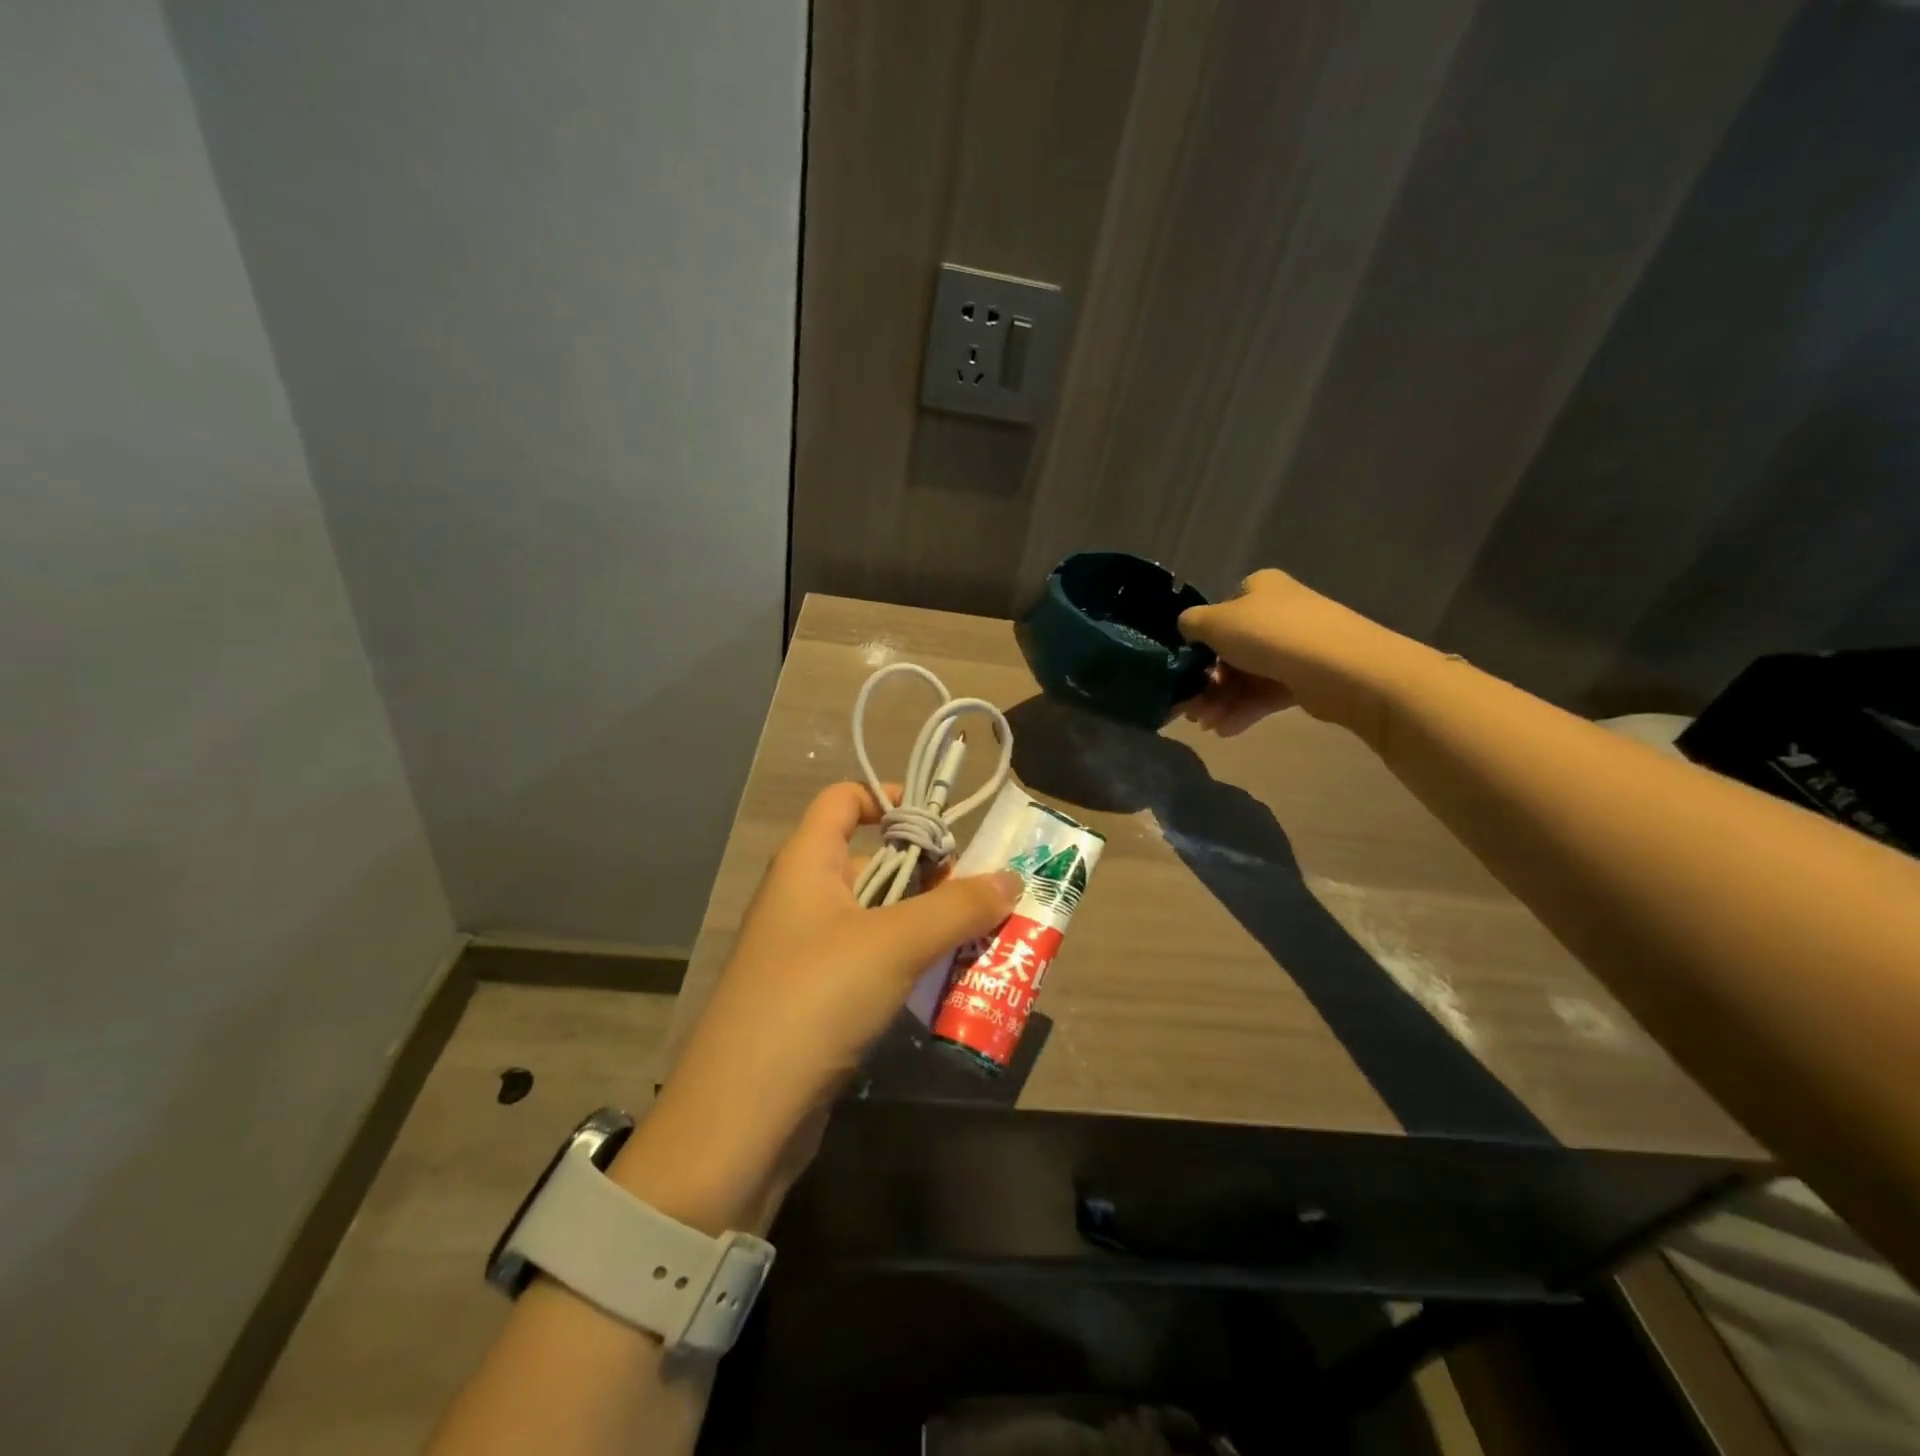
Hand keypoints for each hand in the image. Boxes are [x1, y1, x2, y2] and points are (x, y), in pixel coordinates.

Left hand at [614, 782, 1020, 1231]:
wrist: (741, 1118)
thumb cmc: (815, 999)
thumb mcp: (895, 943)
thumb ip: (957, 907)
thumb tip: (1012, 878)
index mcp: (807, 862)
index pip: (845, 799)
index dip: (891, 799)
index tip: (945, 825)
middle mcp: (805, 897)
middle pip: (875, 860)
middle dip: (934, 875)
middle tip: (988, 898)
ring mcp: (810, 951)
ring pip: (882, 918)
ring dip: (931, 926)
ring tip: (987, 942)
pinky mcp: (820, 999)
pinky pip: (875, 963)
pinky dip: (912, 966)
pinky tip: (949, 985)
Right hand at [1177, 569, 1414, 741]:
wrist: (1340, 667)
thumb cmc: (1270, 635)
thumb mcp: (1216, 622)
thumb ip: (1191, 624)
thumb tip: (1187, 629)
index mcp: (1258, 589)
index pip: (1220, 614)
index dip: (1199, 642)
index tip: (1185, 670)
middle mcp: (1277, 613)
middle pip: (1230, 651)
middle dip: (1206, 682)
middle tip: (1190, 709)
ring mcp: (1294, 647)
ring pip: (1246, 676)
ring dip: (1221, 702)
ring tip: (1207, 725)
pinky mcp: (1306, 679)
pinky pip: (1265, 694)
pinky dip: (1243, 711)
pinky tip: (1226, 730)